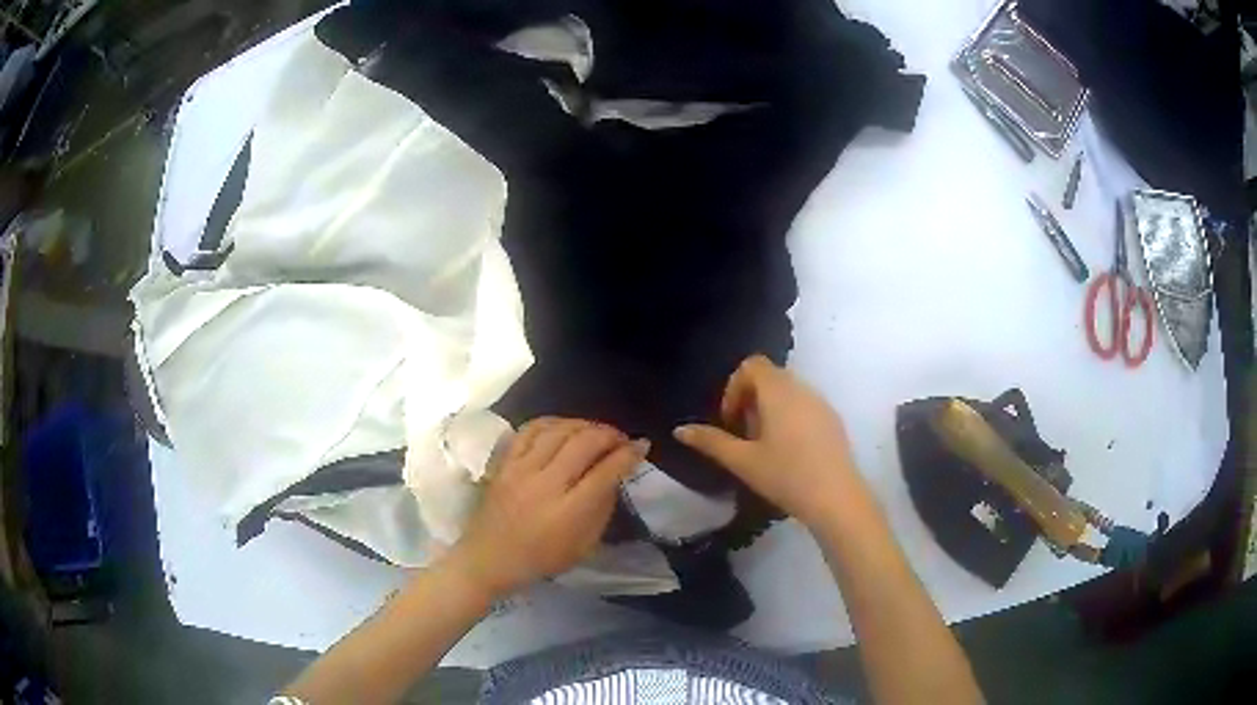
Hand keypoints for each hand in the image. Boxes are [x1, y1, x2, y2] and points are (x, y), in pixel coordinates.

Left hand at [448, 418, 646, 599]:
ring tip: (596, 431)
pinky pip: (530, 429)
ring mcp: (521, 469)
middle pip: (584, 442)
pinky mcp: (504, 463)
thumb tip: (614, 475)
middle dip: (610, 434)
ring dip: (584, 425)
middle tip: (621, 438)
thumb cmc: (541, 559)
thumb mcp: (584, 545)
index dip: (629, 454)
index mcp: (569, 511)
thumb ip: (601, 508)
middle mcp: (546, 484)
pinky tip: (565, 426)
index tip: (641, 446)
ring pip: (559, 430)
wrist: (489, 559)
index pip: (606, 471)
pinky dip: (552, 422)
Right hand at [674, 355, 864, 529]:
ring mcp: (821, 403)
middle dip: (750, 400)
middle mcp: (802, 388)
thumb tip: (680, 430)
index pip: (752, 365)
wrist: (835, 497)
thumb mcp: (742, 461)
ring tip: (765, 446)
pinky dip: (790, 417)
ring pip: (789, 391)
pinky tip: (790, 452)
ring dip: (770, 409)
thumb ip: (711, 442)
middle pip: (770, 377)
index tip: (731, 421)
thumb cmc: (785, 476)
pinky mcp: (833, 419)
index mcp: (778, 391)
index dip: (734, 388)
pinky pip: (805, 405)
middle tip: (744, 435)